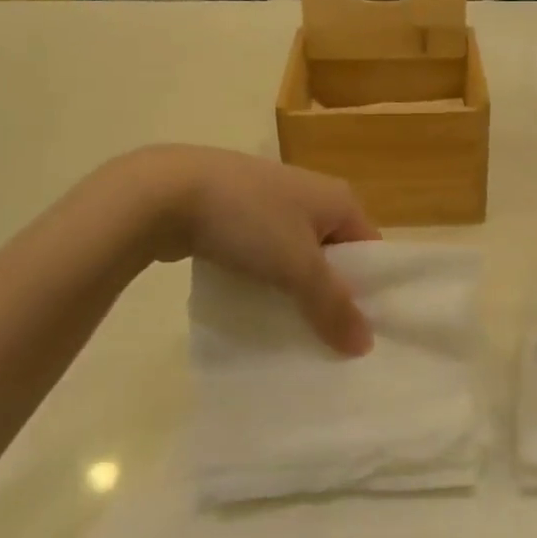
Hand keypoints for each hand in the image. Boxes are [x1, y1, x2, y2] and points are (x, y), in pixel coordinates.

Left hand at [149, 148, 379, 354]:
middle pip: (334, 254)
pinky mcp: (237, 212)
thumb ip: (332, 306)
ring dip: (295, 289)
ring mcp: (272, 201)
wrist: (166, 192)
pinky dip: (265, 277)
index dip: (370, 290)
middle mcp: (312, 194)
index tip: (360, 333)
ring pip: (296, 255)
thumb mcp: (297, 267)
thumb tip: (365, 346)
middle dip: (329, 294)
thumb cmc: (249, 221)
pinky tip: (254, 303)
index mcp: (339, 198)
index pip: (370, 249)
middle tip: (327, 339)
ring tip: (291, 328)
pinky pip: (265, 252)